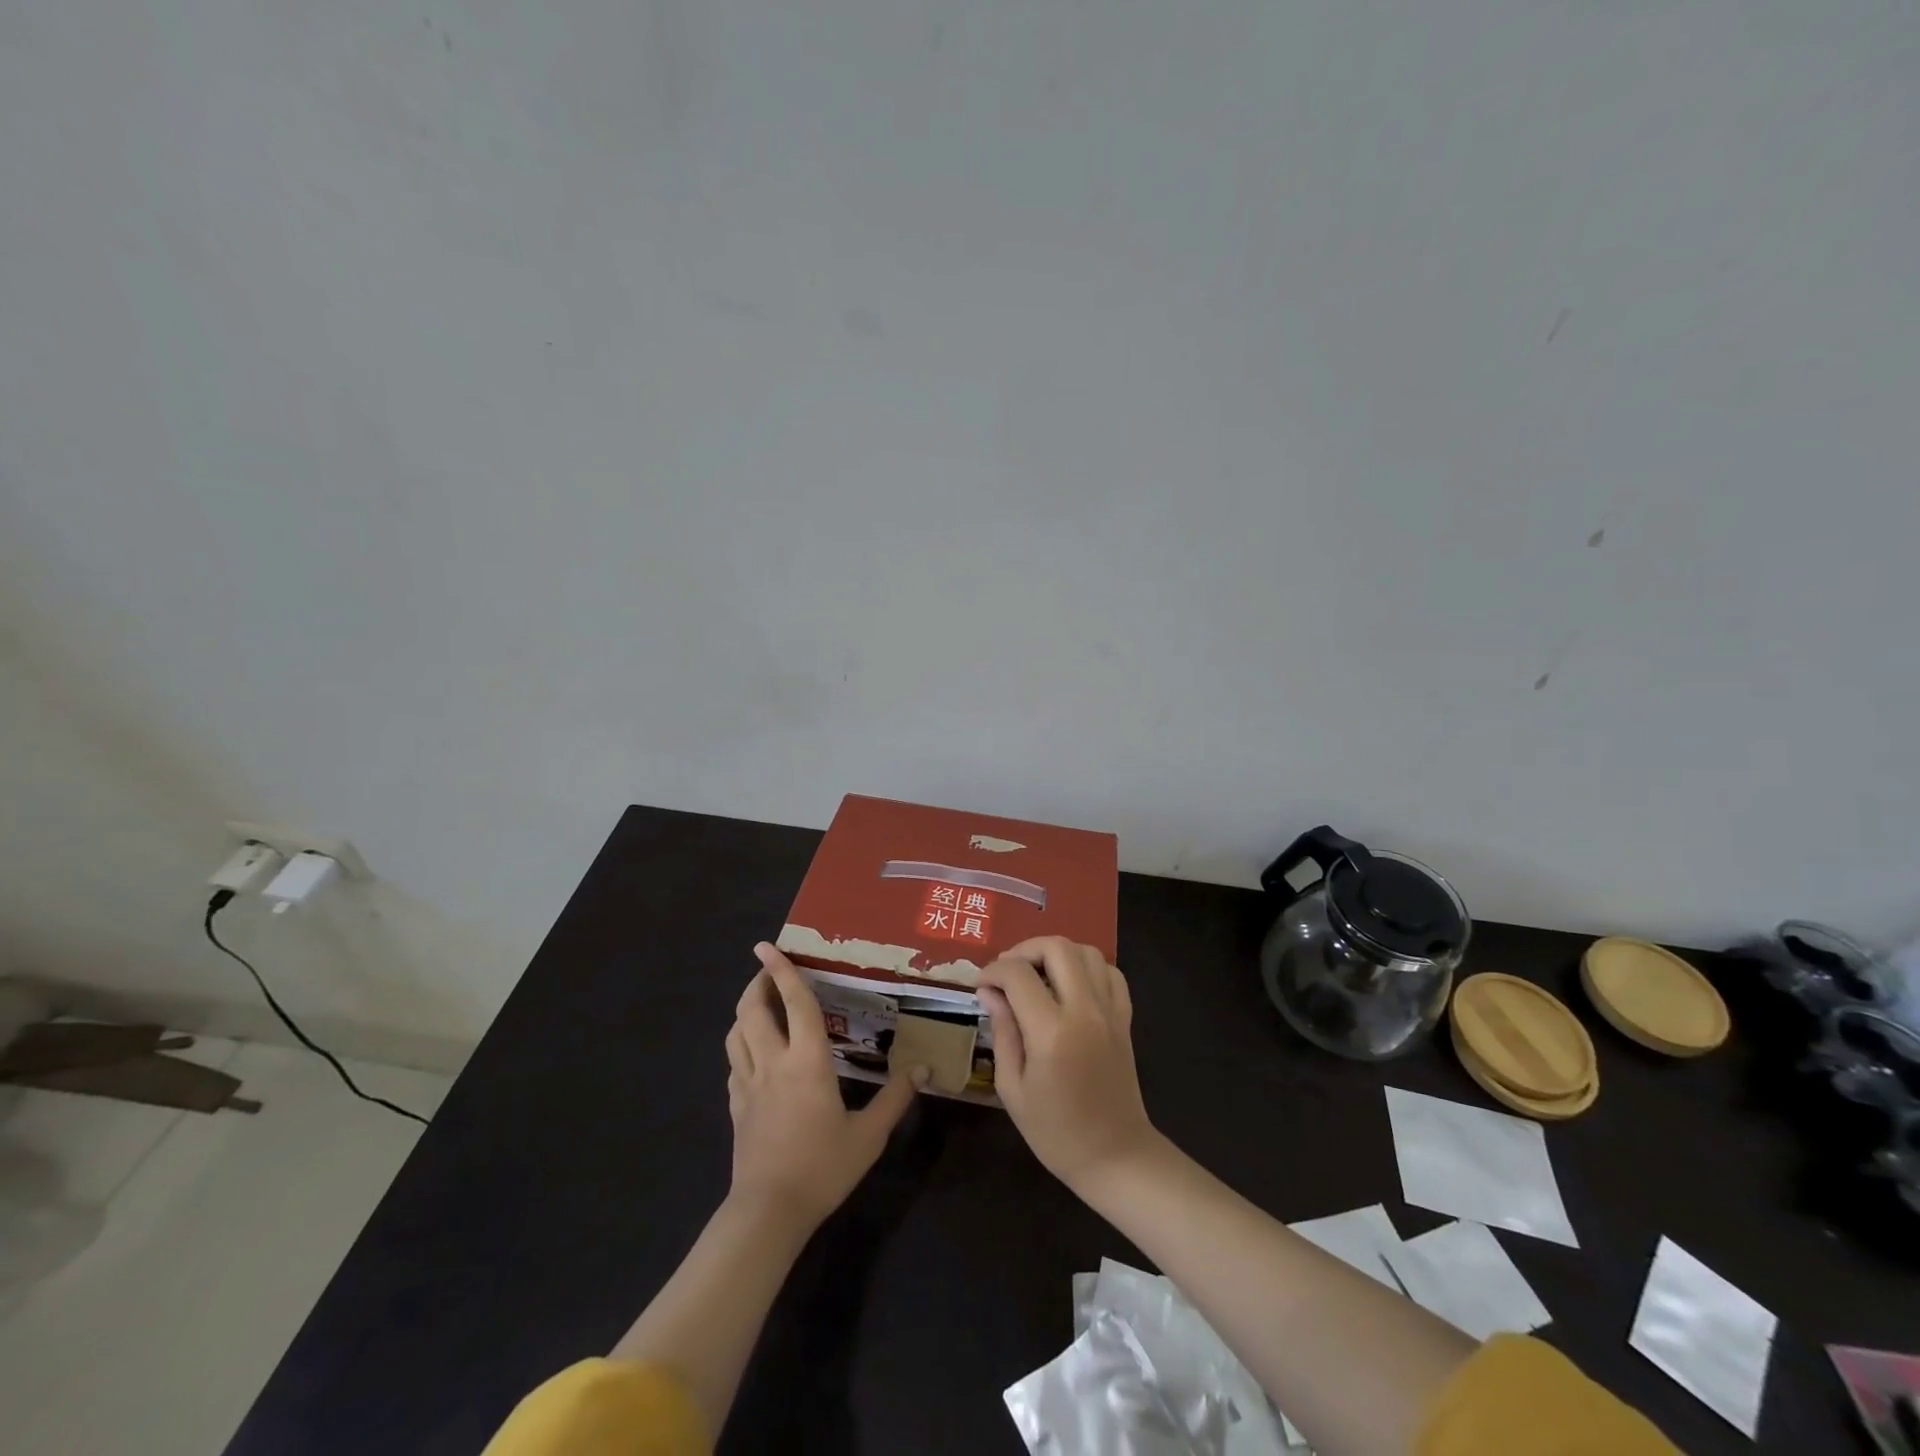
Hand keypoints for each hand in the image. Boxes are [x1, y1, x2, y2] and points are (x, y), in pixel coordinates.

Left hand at [725, 943, 923, 1229]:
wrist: (768, 1212)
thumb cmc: (822, 1168)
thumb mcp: (868, 1136)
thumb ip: (895, 1098)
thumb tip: (922, 1069)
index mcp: (807, 1060)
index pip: (794, 1002)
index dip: (782, 970)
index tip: (767, 945)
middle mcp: (772, 1062)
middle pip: (752, 1009)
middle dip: (757, 983)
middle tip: (769, 971)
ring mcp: (747, 1083)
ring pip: (735, 1032)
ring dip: (746, 1011)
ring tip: (762, 1005)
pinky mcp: (735, 1105)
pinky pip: (733, 1062)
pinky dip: (742, 1044)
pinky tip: (755, 1053)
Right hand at [978, 937, 1157, 1195]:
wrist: (1115, 1156)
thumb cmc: (1056, 1132)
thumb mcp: (1013, 1088)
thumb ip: (1002, 1032)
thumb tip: (989, 992)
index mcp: (1051, 1032)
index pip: (1018, 975)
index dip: (993, 971)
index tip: (982, 984)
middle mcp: (1084, 1010)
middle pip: (1056, 947)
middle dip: (1024, 949)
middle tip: (1007, 971)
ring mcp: (1110, 1011)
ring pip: (1087, 951)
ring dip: (1056, 953)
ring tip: (1037, 973)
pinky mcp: (1125, 1017)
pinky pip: (1110, 972)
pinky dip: (1087, 966)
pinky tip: (1070, 984)